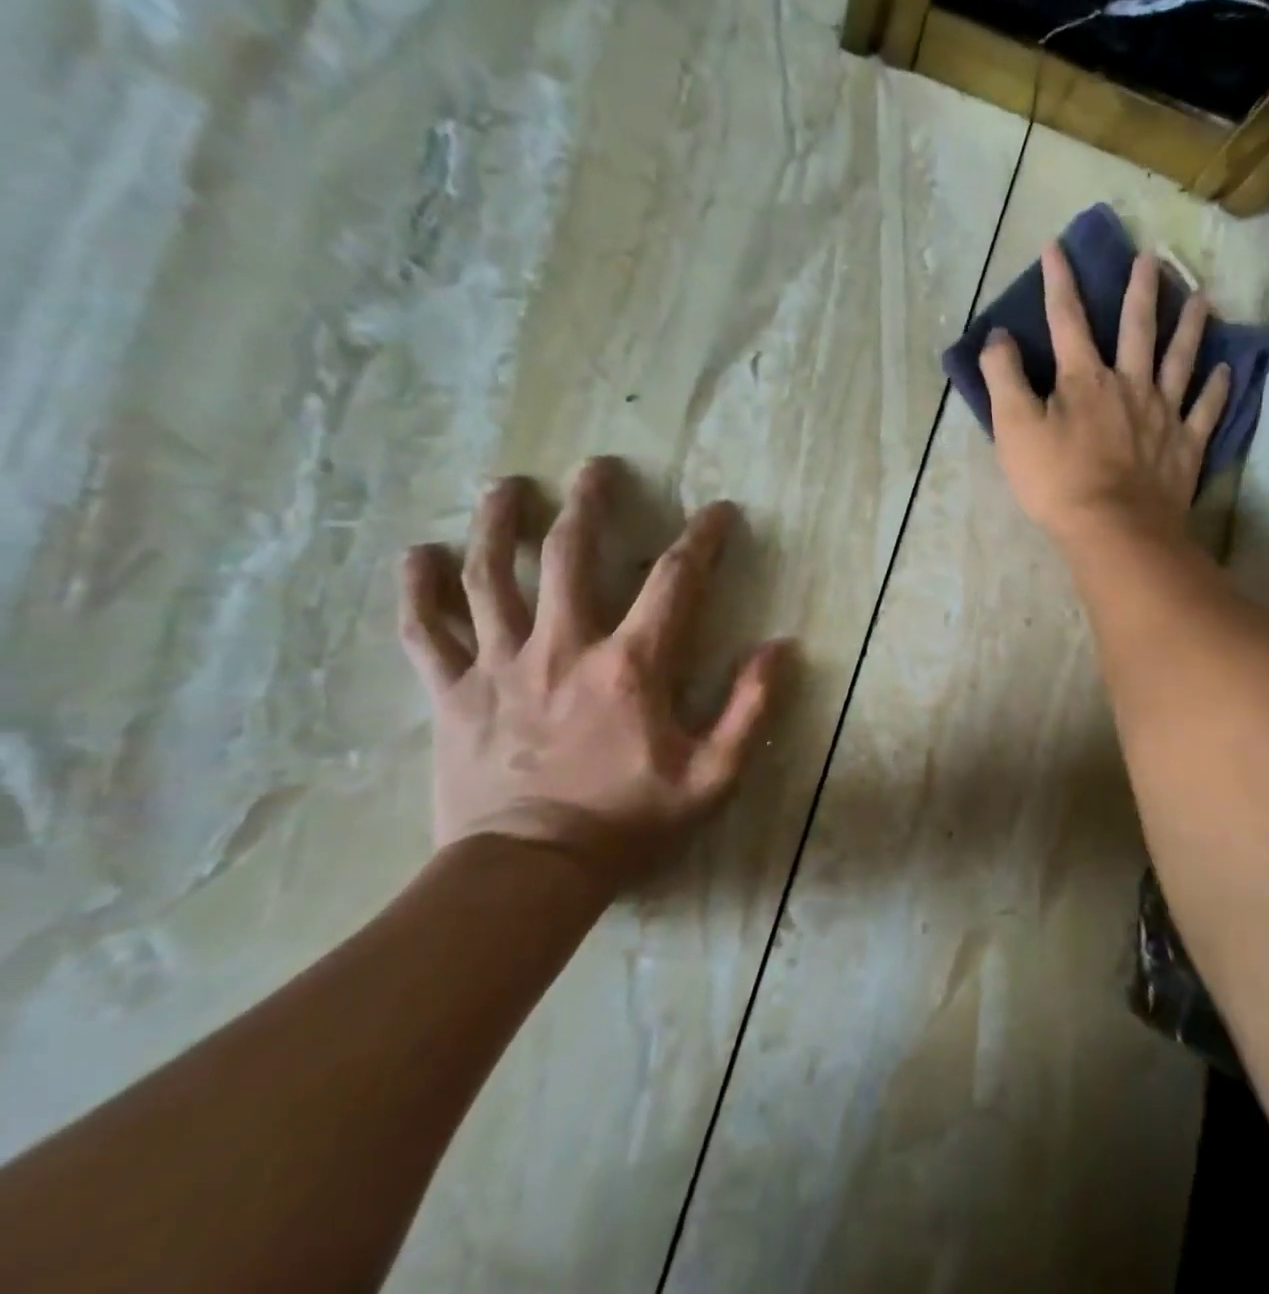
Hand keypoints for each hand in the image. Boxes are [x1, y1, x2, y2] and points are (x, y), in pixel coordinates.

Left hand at [397, 458, 791, 885]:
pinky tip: (414, 555)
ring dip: (498, 523)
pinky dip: (417, 591)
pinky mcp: (454, 693)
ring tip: (505, 484)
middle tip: (596, 467)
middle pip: (568, 554)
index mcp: (630, 664)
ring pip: (490, 576)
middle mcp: (563, 646)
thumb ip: (751, 708)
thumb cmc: (629, 821)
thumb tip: (781, 648)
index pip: (675, 581)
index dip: (702, 539)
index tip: (718, 511)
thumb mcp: (714, 775)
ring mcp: (501, 665)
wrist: (529, 874)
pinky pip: (426, 632)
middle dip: (587, 502)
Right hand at [980, 242, 1231, 546]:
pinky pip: (1206, 410)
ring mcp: (1163, 414)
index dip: (1060, 282)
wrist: (1114, 529)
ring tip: (1201, 298)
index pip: (1067, 319)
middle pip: (1136, 328)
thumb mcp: (1013, 428)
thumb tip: (999, 336)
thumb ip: (1003, 377)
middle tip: (1151, 258)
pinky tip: (1226, 370)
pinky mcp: (1186, 446)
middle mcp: (1129, 384)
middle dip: (1140, 290)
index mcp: (1084, 379)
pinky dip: (1217, 389)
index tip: (1058, 247)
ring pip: (1180, 360)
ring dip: (1190, 327)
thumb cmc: (1057, 481)